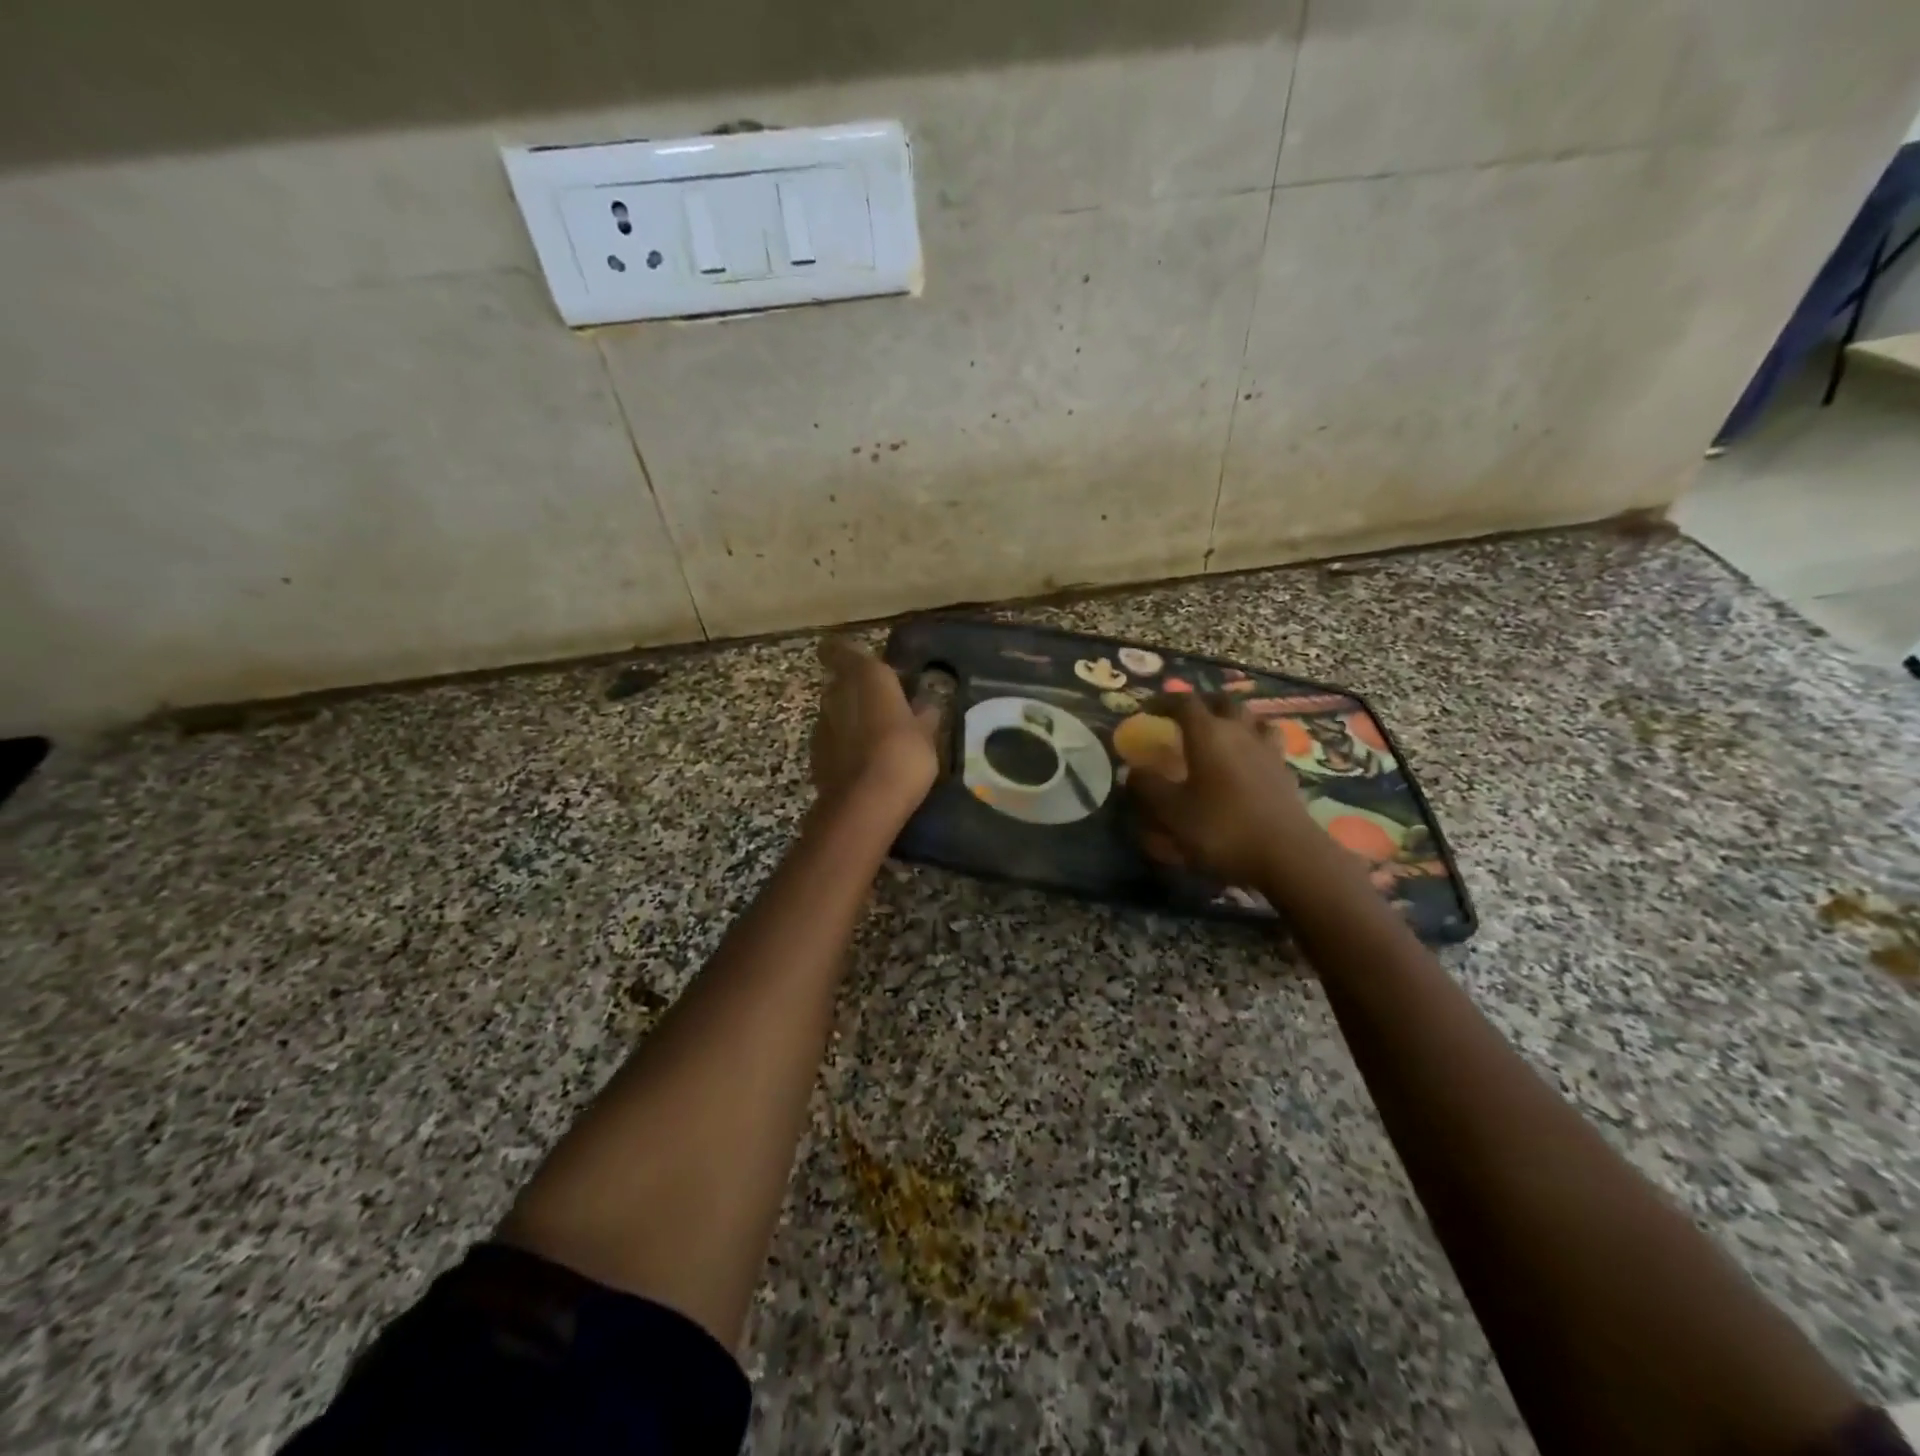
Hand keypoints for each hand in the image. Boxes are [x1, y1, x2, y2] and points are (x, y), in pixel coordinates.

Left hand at [810, 638, 939, 813]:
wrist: (865, 803)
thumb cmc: (904, 754)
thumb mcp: (927, 734)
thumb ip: (924, 715)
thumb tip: (926, 705)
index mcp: (866, 676)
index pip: (841, 650)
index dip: (845, 653)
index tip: (858, 662)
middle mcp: (836, 692)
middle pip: (841, 683)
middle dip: (858, 692)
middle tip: (884, 707)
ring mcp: (821, 725)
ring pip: (835, 713)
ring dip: (851, 720)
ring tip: (876, 739)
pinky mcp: (814, 755)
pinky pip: (832, 740)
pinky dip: (844, 746)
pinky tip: (864, 763)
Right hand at [1128, 694, 1328, 892]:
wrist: (1288, 856)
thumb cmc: (1222, 829)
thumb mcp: (1171, 812)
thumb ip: (1147, 787)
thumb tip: (1132, 771)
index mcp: (1208, 734)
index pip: (1183, 702)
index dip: (1163, 701)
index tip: (1147, 710)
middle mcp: (1240, 732)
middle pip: (1222, 702)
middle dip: (1201, 703)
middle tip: (1184, 717)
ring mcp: (1268, 750)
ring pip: (1252, 718)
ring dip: (1234, 718)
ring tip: (1221, 732)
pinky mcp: (1286, 772)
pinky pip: (1269, 743)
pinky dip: (1255, 743)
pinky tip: (1248, 760)